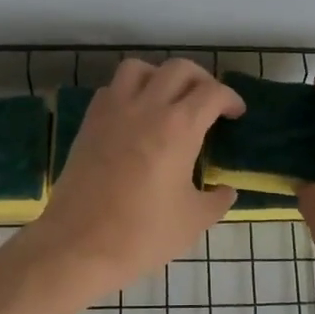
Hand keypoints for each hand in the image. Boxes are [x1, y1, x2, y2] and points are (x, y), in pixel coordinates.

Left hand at [21, 59, 244, 299]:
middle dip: (201, 79)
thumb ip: (216, 200)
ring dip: (159, 76)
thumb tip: (225, 191)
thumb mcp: (193, 221)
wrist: (79, 245)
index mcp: (179, 127)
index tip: (235, 114)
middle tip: (207, 102)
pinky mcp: (89, 123)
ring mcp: (112, 111)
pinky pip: (111, 89)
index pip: (212, 92)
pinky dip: (128, 91)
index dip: (230, 98)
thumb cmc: (142, 234)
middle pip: (179, 69)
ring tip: (167, 99)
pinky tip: (134, 116)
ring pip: (139, 68)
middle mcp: (146, 108)